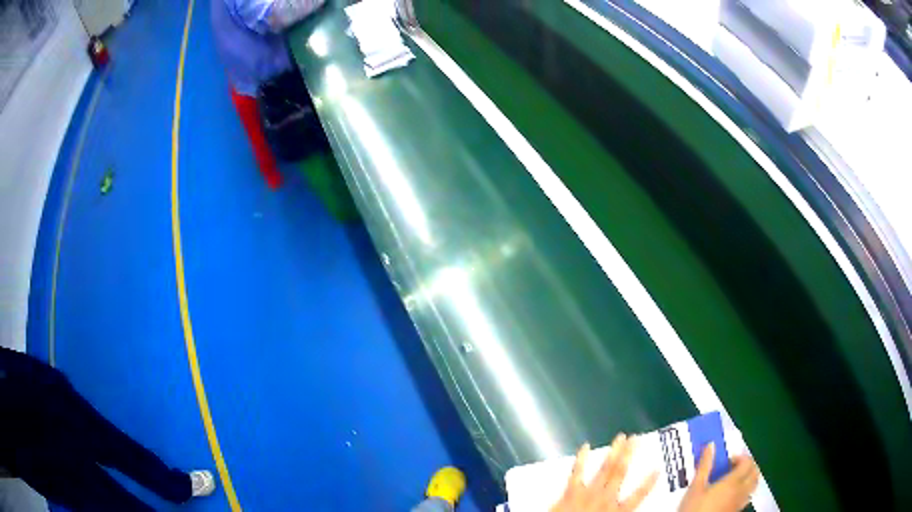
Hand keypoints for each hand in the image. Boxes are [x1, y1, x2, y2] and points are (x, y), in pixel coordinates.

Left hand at [550, 433, 657, 511]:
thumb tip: (632, 510)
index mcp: (617, 511)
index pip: (638, 495)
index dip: (649, 482)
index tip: (658, 468)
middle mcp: (606, 498)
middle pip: (621, 473)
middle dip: (629, 454)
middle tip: (636, 438)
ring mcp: (588, 493)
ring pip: (605, 469)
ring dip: (613, 452)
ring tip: (621, 437)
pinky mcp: (570, 493)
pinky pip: (576, 473)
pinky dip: (581, 459)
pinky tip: (585, 446)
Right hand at [678, 444, 759, 511]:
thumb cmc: (694, 508)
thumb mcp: (695, 487)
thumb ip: (705, 466)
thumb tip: (711, 445)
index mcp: (732, 481)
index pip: (747, 462)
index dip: (741, 457)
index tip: (729, 459)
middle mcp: (741, 490)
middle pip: (755, 471)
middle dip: (748, 465)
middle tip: (735, 466)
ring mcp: (740, 501)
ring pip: (754, 484)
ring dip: (750, 476)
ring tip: (737, 478)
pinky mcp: (737, 510)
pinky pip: (749, 495)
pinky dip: (746, 489)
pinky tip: (734, 493)